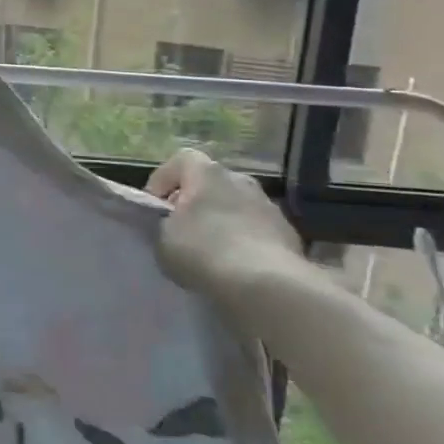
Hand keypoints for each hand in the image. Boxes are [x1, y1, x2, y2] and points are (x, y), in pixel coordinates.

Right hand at [146, 148, 305, 303]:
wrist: (267, 284)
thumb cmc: (204, 251)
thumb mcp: (162, 239)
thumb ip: (163, 224)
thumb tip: (171, 226)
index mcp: (207, 173)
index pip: (181, 159)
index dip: (163, 180)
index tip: (155, 207)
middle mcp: (240, 180)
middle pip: (210, 183)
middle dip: (194, 202)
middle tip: (181, 229)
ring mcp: (269, 205)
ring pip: (235, 206)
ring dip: (221, 221)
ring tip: (210, 252)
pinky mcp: (288, 233)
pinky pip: (256, 230)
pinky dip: (244, 241)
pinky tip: (236, 266)